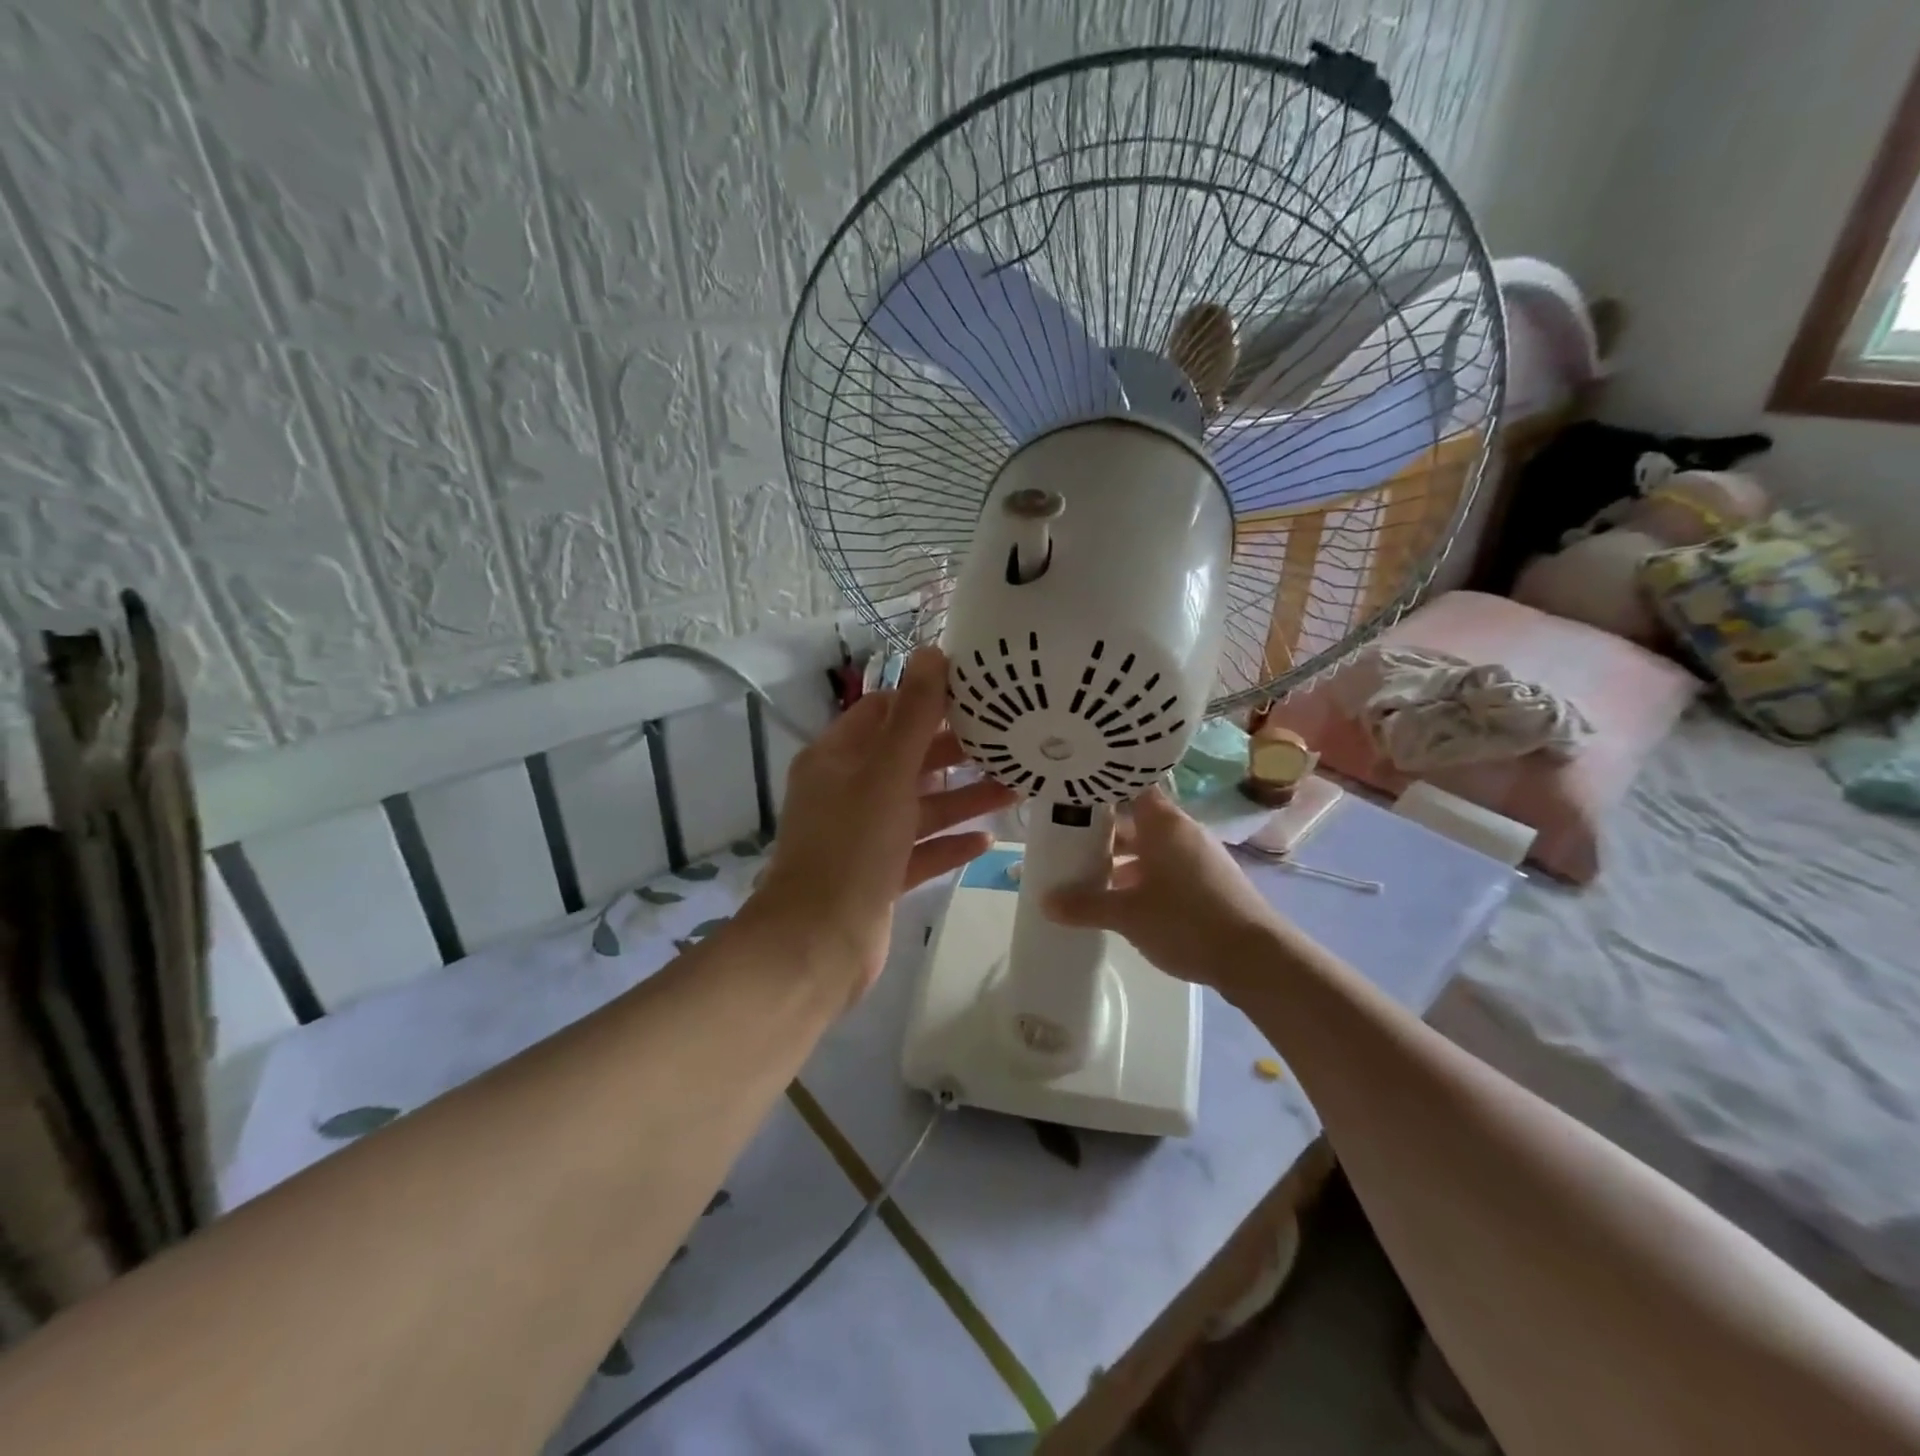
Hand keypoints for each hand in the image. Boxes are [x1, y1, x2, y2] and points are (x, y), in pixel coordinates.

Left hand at [752, 647, 1016, 1001]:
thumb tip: (932, 653)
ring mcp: (862, 836)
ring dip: (962, 798)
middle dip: (955, 752)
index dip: (926, 700)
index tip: (977, 694)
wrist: (818, 945)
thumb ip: (914, 716)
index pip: (884, 711)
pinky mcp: (878, 875)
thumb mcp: (886, 773)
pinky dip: (949, 843)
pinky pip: (920, 850)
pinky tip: (988, 840)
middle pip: (907, 759)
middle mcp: (847, 791)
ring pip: (919, 807)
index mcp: (837, 758)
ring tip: (1016, 788)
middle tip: (1008, 741)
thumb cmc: (852, 847)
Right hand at [1044, 786, 1284, 990]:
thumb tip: (1045, 901)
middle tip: (1067, 840)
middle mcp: (1183, 831)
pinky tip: (1124, 900)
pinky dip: (1144, 876)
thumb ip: (1086, 905)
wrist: (1255, 958)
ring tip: (1089, 874)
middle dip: (1104, 831)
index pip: (1130, 787)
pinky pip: (1168, 867)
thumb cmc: (1186, 921)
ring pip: (1152, 846)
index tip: (1071, 795)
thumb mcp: (1127, 914)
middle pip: (1137, 819)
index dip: (1101, 789)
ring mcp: (1200, 856)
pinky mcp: (1210, 881)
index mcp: (1164, 823)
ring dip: (1123, 858)